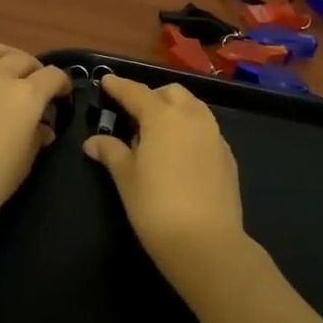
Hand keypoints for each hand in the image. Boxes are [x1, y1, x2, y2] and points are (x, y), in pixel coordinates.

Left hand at [0, 32, 70, 246]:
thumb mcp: (22, 167)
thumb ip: (35, 140)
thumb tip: (41, 128)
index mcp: (26, 97)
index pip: (52, 77)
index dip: (61, 83)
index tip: (62, 95)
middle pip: (22, 59)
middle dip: (33, 69)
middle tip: (33, 83)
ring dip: (4, 54)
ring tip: (7, 62)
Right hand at [83, 75, 248, 286]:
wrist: (207, 242)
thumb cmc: (156, 207)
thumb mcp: (126, 179)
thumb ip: (111, 152)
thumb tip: (94, 141)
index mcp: (163, 116)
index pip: (136, 92)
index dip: (119, 86)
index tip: (107, 80)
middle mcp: (192, 117)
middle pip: (171, 93)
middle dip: (152, 96)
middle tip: (134, 115)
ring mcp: (214, 135)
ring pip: (193, 108)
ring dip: (174, 111)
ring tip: (157, 134)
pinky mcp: (228, 155)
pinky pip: (206, 130)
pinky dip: (190, 130)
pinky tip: (180, 154)